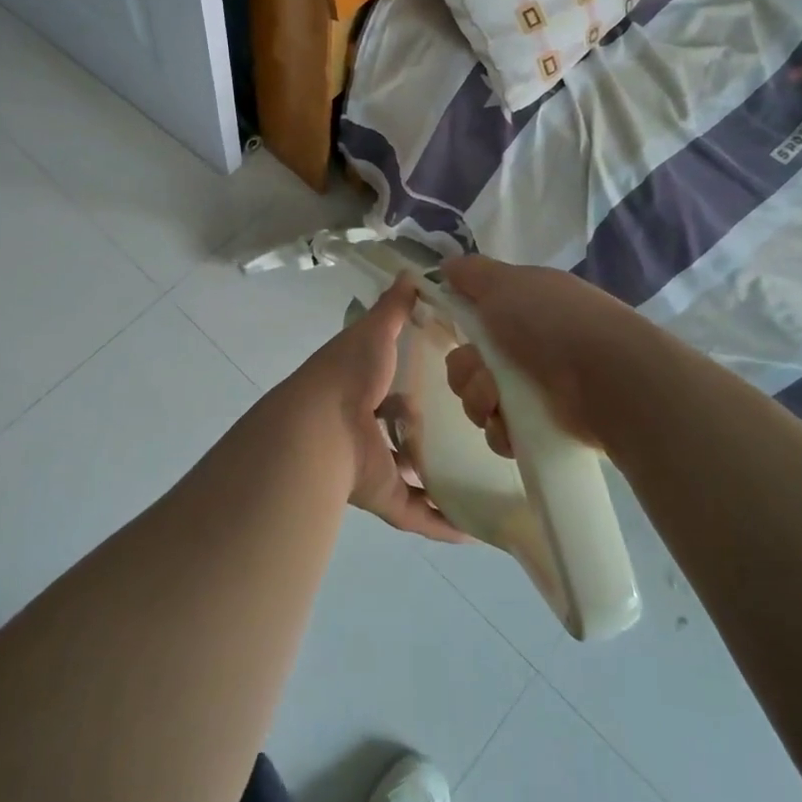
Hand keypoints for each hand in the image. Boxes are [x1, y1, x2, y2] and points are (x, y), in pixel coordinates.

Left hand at [287, 279, 464, 543]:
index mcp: (362, 389)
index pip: (392, 387)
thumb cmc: (348, 374)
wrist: (318, 429)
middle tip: (474, 430)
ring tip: (483, 477)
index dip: (415, 384)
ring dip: (437, 480)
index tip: (452, 383)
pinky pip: (416, 514)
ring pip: (409, 475)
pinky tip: (475, 529)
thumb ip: (394, 307)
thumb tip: (412, 272)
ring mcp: (373, 465)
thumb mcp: (374, 332)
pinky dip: (441, 523)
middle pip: (401, 433)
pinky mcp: (382, 497)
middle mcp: (366, 428)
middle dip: (427, 433)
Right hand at [440, 255, 650, 456]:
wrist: (607, 377)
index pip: (478, 318)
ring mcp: (536, 388)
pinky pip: (501, 433)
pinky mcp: (542, 428)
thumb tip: (446, 265)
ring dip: (478, 399)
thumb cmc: (553, 321)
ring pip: (480, 399)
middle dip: (465, 371)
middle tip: (483, 374)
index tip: (457, 329)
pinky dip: (500, 431)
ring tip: (497, 401)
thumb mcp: (505, 283)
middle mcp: (529, 346)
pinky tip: (510, 426)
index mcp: (524, 307)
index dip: (463, 325)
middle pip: (470, 363)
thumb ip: (472, 273)